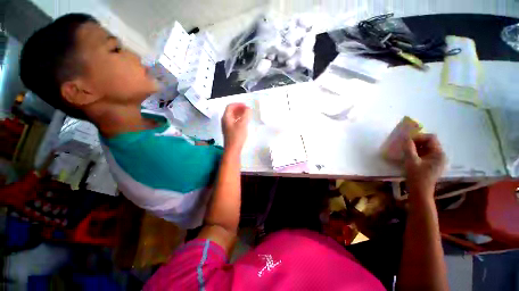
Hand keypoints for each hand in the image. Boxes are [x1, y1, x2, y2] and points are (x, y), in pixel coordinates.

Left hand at [222, 103, 251, 151]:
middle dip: (239, 108)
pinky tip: (244, 122)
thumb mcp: (243, 124)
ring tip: (247, 115)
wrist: (233, 149)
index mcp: (226, 117)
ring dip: (239, 114)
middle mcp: (225, 120)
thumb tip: (248, 109)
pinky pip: (234, 122)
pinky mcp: (230, 131)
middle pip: (231, 111)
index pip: (230, 106)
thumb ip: (246, 115)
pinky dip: (239, 119)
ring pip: (232, 117)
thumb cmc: (237, 136)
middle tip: (247, 110)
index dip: (238, 104)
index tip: (246, 106)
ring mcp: (227, 126)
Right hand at [403, 134, 446, 199]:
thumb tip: (405, 137)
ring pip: (426, 148)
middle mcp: (440, 155)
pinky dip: (417, 152)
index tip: (407, 141)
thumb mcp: (411, 161)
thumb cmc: (417, 176)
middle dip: (416, 142)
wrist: (420, 191)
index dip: (419, 137)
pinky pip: (425, 153)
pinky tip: (409, 156)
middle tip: (405, 145)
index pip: (431, 138)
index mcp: (439, 154)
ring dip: (416, 147)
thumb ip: (409, 148)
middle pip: (429, 142)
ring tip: (406, 151)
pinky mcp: (432, 164)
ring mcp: (437, 160)